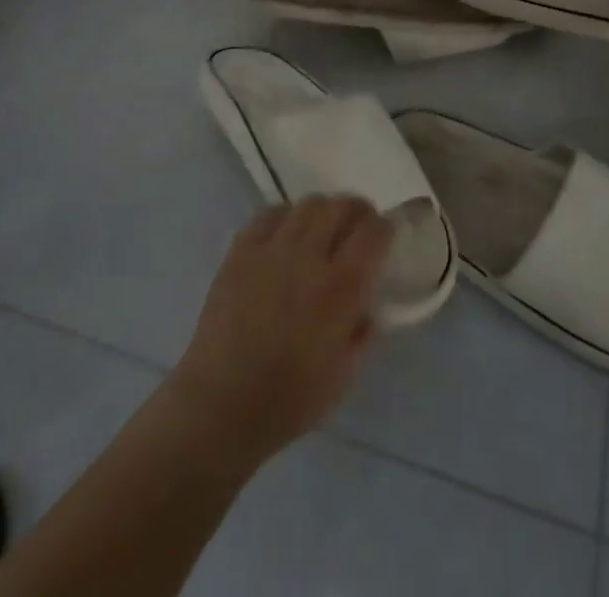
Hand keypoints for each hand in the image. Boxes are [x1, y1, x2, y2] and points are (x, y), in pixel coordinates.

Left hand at [167, 197, 391, 466]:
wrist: (221, 404)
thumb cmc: (289, 400)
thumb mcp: (345, 374)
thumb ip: (363, 330)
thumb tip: (367, 303)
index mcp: (341, 288)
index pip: (374, 232)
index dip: (386, 227)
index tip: (387, 235)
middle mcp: (309, 256)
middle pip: (341, 206)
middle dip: (358, 211)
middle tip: (359, 227)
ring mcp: (272, 248)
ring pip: (308, 204)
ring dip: (324, 211)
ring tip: (323, 229)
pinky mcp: (242, 249)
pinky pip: (270, 213)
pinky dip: (286, 217)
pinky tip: (286, 236)